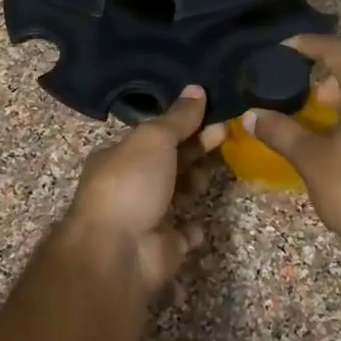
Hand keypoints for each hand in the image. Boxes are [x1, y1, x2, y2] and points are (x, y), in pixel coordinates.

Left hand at [61, 86, 226, 297]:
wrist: (117, 251)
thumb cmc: (131, 184)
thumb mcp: (154, 139)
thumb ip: (177, 118)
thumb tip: (197, 89)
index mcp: (119, 156)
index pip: (156, 136)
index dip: (185, 125)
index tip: (215, 118)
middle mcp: (129, 185)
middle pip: (169, 163)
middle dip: (195, 151)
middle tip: (224, 139)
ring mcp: (144, 218)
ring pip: (176, 195)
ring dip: (193, 184)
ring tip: (206, 180)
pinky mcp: (161, 248)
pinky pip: (181, 234)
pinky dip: (192, 228)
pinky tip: (202, 221)